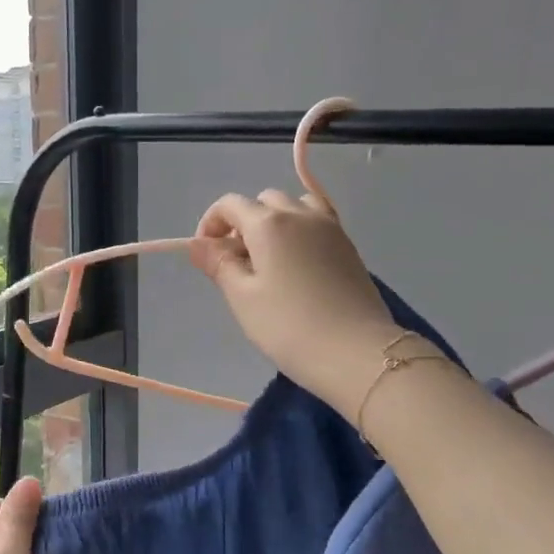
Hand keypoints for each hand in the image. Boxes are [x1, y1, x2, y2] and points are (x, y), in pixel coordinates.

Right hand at [191, 189, 403, 415]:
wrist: (355, 352)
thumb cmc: (288, 326)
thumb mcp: (242, 298)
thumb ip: (219, 264)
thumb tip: (198, 244)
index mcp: (269, 223)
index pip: (230, 204)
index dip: (211, 224)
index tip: (207, 257)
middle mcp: (301, 214)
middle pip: (264, 201)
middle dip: (244, 224)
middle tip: (238, 264)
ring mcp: (330, 228)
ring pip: (295, 207)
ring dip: (275, 223)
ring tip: (270, 262)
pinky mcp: (348, 247)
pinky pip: (317, 223)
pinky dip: (299, 233)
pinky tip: (297, 269)